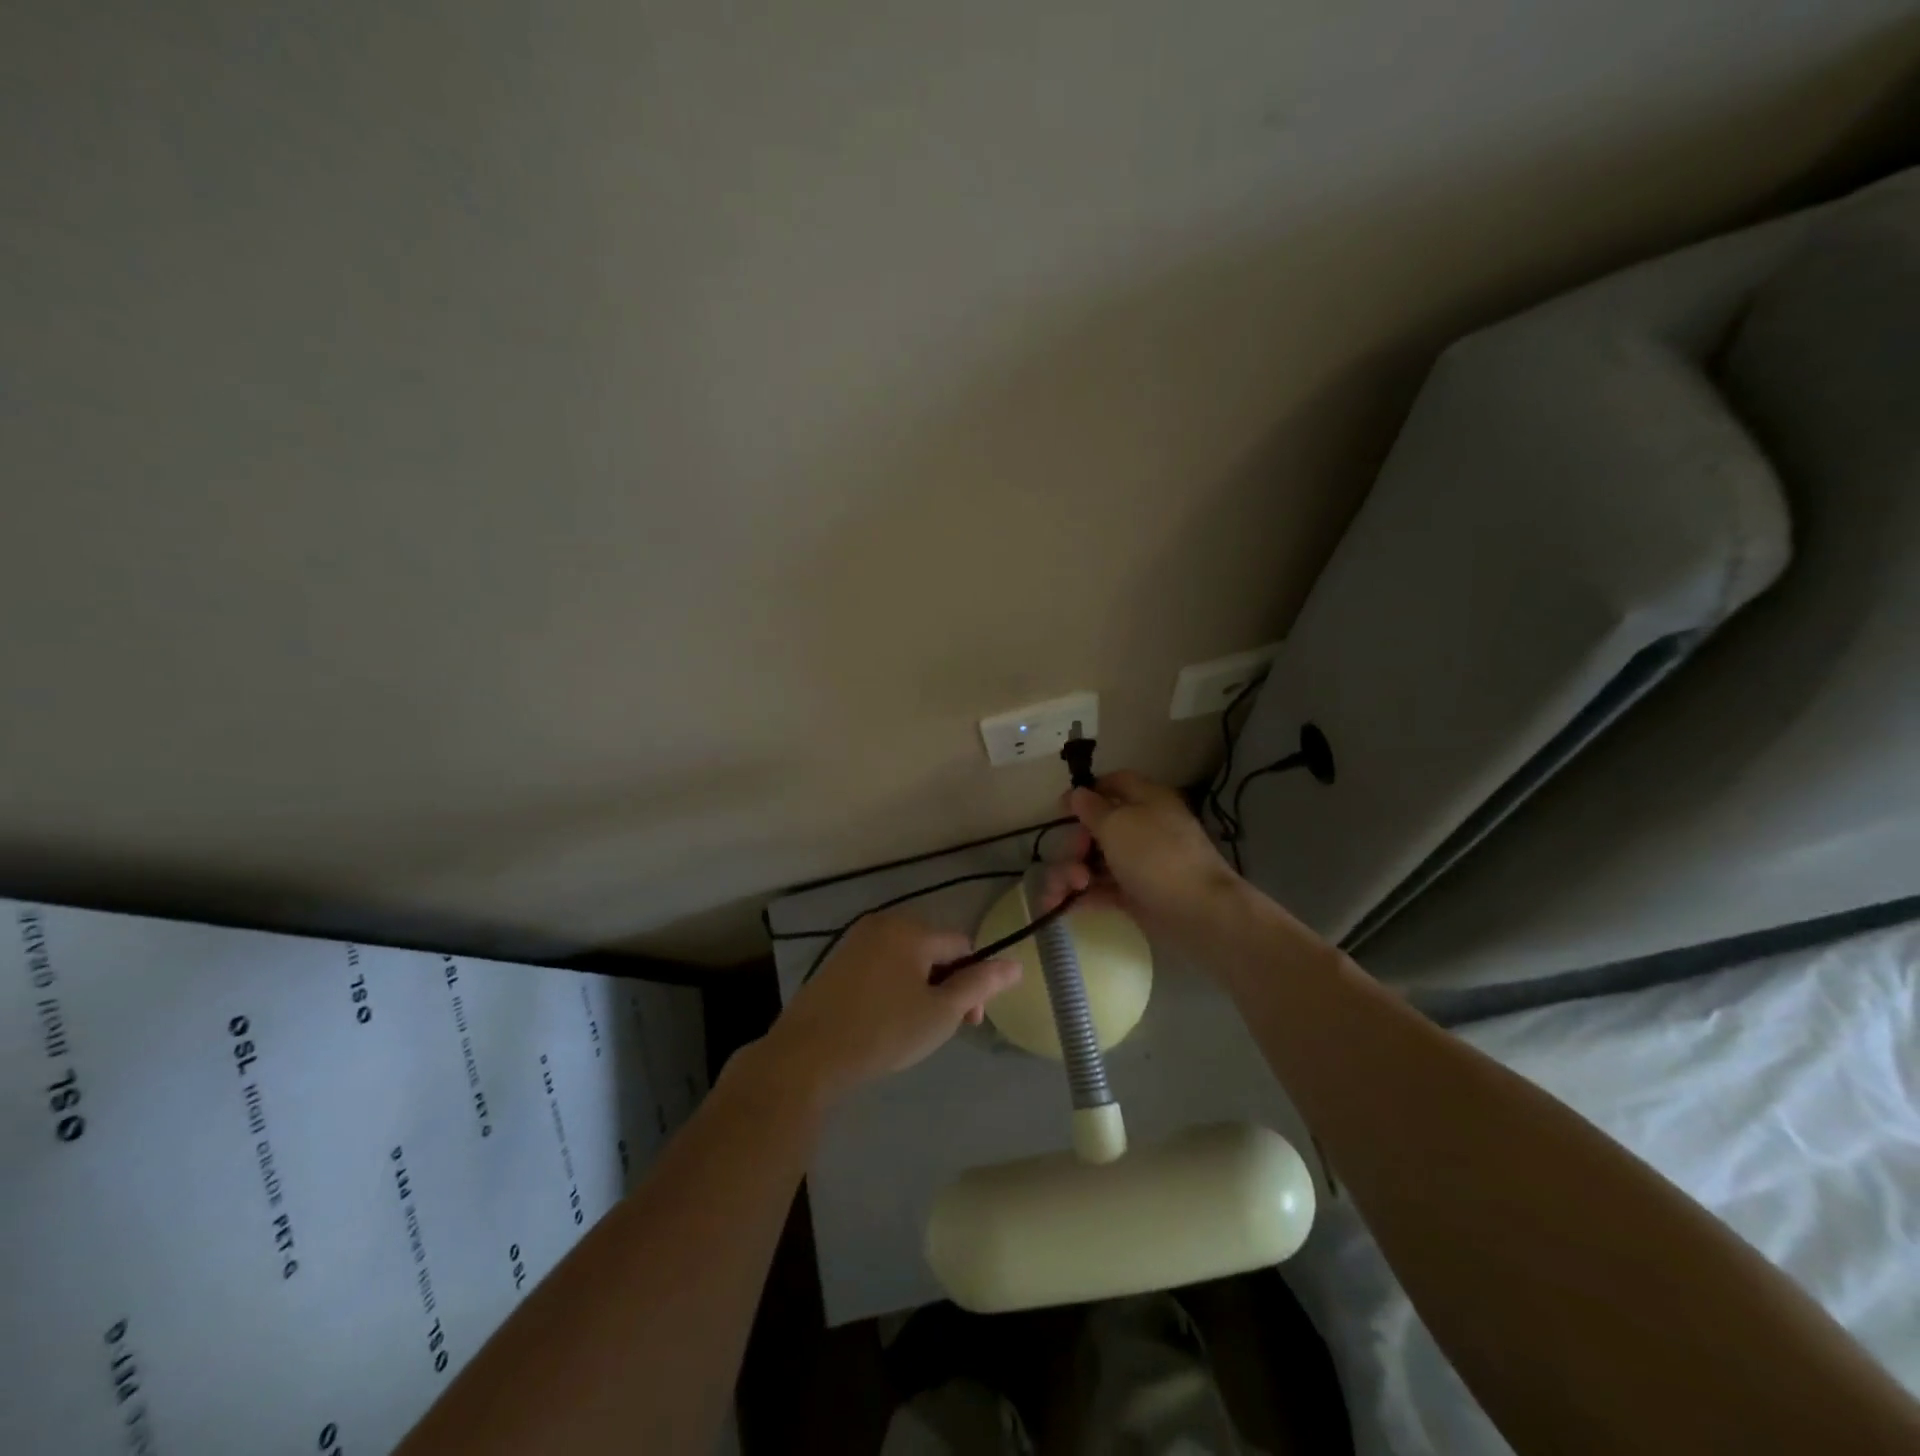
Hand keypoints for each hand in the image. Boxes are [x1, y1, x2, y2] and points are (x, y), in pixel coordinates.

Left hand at [758, 912, 1020, 1104]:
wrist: (808, 1055)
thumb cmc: (884, 1031)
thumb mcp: (941, 1012)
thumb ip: (980, 984)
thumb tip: (1016, 964)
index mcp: (912, 929)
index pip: (962, 945)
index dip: (973, 981)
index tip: (968, 1021)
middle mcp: (883, 923)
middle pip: (933, 948)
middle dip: (946, 984)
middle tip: (940, 1026)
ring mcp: (856, 940)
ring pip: (906, 959)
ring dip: (920, 986)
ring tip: (911, 1027)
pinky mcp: (837, 961)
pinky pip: (880, 966)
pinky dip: (892, 987)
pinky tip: (883, 1019)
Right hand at [1042, 770, 1245, 950]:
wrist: (1198, 912)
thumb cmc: (1156, 856)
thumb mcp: (1117, 824)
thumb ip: (1092, 809)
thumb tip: (1078, 793)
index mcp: (1147, 800)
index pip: (1115, 783)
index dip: (1087, 792)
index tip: (1061, 808)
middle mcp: (1143, 828)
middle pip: (1097, 827)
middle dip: (1074, 844)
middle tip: (1073, 859)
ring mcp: (1140, 864)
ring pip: (1095, 861)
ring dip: (1071, 872)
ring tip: (1066, 890)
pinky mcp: (1135, 895)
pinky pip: (1101, 889)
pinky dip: (1081, 895)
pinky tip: (1060, 905)